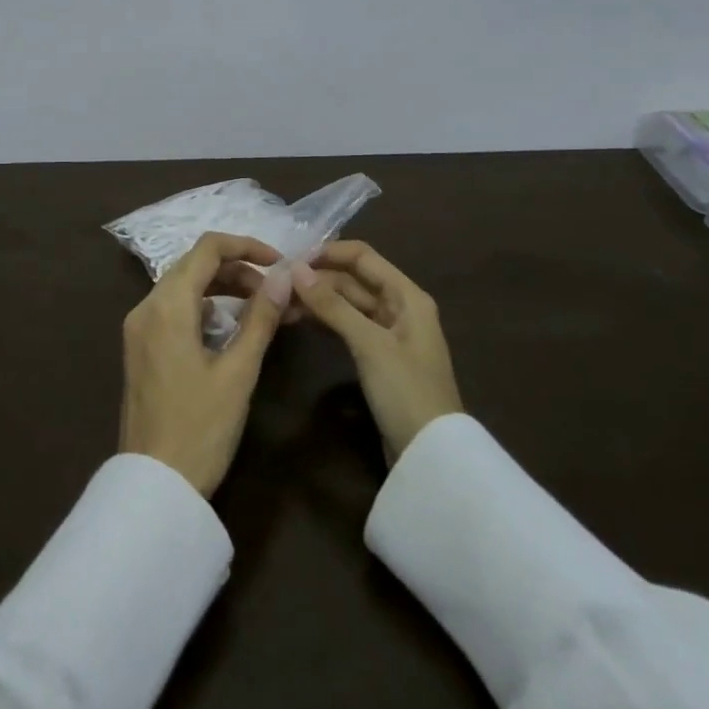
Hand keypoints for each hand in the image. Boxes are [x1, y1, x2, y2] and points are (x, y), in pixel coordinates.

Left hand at [120, 232, 285, 497]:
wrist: (153, 485)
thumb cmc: (200, 428)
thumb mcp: (238, 372)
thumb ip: (260, 318)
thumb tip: (283, 277)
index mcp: (167, 305)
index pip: (207, 248)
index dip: (246, 246)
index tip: (280, 262)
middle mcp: (146, 307)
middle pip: (194, 265)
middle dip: (238, 269)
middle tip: (276, 292)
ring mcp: (138, 328)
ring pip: (184, 287)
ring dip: (222, 289)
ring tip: (262, 309)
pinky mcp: (140, 348)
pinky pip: (173, 310)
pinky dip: (204, 309)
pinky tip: (230, 330)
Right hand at [292, 241, 462, 463]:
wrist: (431, 455)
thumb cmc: (406, 390)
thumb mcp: (369, 344)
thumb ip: (333, 305)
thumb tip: (295, 269)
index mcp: (407, 295)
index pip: (363, 257)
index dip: (328, 252)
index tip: (291, 258)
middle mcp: (399, 307)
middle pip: (353, 280)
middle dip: (317, 279)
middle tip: (277, 285)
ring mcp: (389, 333)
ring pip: (348, 304)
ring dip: (318, 300)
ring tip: (281, 303)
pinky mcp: (378, 356)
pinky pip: (348, 326)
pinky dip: (326, 321)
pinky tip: (300, 321)